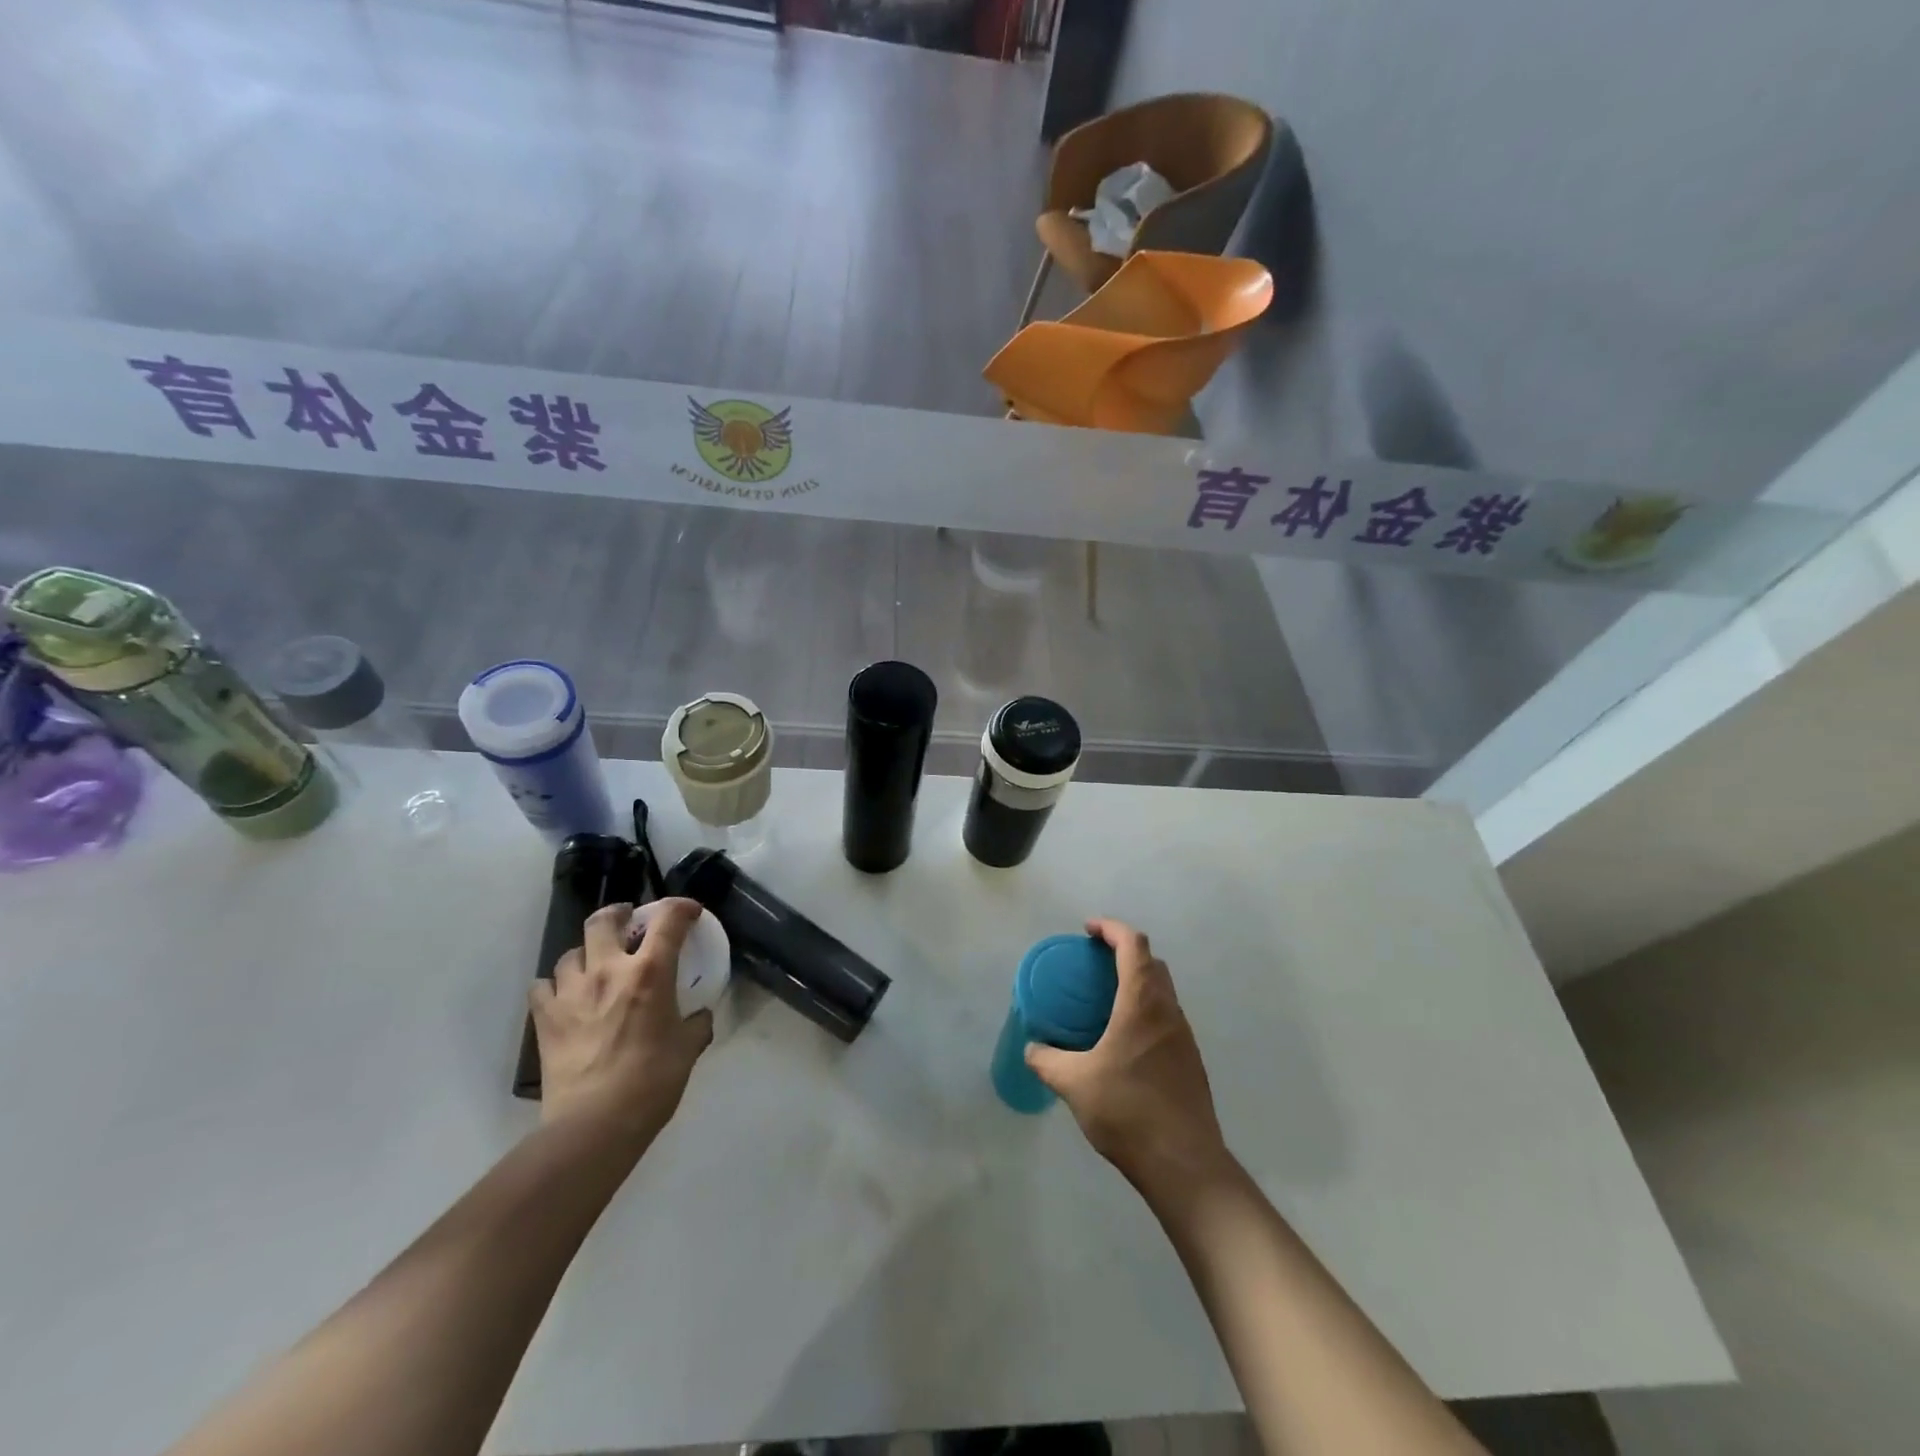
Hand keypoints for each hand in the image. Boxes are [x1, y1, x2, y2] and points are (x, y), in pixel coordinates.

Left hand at [531, 898, 713, 1156]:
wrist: (594, 1125)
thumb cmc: (652, 1082)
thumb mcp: (688, 1049)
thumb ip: (696, 1024)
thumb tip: (699, 1017)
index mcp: (650, 972)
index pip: (669, 919)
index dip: (682, 907)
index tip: (690, 913)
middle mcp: (608, 970)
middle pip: (604, 920)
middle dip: (619, 914)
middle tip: (629, 923)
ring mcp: (571, 992)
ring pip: (571, 952)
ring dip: (586, 954)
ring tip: (595, 967)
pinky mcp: (545, 1018)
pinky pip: (543, 987)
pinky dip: (555, 986)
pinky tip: (565, 998)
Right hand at [1025, 918, 1232, 1194]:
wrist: (1184, 1163)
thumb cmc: (1128, 1111)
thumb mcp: (1075, 1084)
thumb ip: (1048, 1061)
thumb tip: (1031, 1048)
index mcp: (1142, 1003)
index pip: (1133, 944)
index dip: (1111, 928)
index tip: (1087, 930)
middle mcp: (1168, 1010)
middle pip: (1151, 962)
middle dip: (1123, 952)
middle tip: (1093, 963)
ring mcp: (1184, 1036)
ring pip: (1162, 991)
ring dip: (1137, 982)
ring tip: (1104, 1000)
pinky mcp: (1190, 1061)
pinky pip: (1166, 1017)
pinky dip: (1145, 1010)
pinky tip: (1123, 1041)